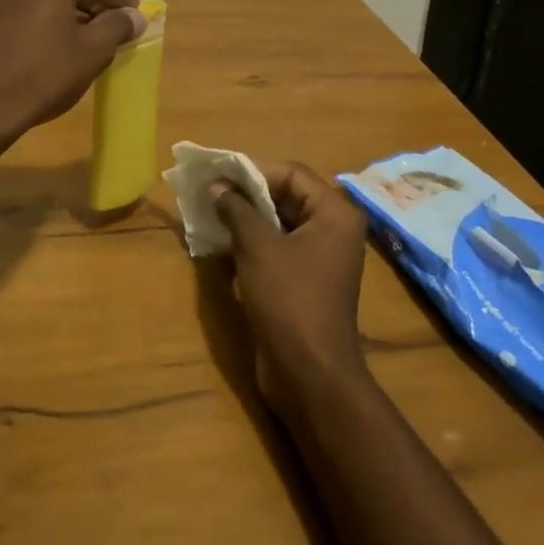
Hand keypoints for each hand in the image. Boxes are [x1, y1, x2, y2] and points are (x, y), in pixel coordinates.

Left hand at [0, 0, 142, 141]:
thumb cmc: (40, 73)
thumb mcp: (91, 52)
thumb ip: (117, 26)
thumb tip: (134, 16)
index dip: (123, 3)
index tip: (137, 24)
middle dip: (95, 7)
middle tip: (113, 35)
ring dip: (69, 13)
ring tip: (85, 43)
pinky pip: (26, 5)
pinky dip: (44, 18)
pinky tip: (52, 44)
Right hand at [211, 161, 371, 417]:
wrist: (309, 375)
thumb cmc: (289, 299)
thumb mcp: (256, 247)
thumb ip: (236, 209)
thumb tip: (217, 186)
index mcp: (334, 213)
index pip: (291, 173)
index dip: (253, 169)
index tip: (218, 171)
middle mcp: (333, 229)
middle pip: (286, 195)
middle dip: (247, 193)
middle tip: (210, 189)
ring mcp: (320, 257)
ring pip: (278, 222)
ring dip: (245, 217)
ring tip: (210, 212)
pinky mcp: (305, 280)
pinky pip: (277, 248)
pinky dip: (251, 242)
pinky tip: (222, 243)